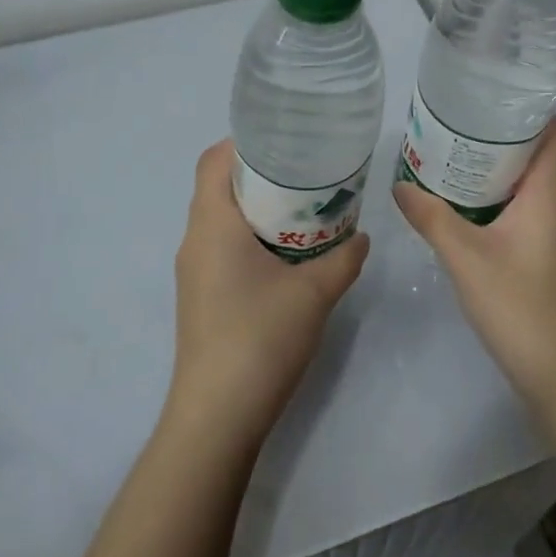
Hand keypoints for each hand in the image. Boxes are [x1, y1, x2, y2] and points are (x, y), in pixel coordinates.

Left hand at [166, 140, 368, 452]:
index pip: (213, 161)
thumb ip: (343, 259)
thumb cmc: (260, 338)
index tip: (284, 140)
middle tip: (305, 172)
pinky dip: (249, 236)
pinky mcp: (200, 296)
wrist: (217, 416)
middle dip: (258, 174)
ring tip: (301, 208)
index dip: (243, 143)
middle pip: (217, 186)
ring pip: (220, 219)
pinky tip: (285, 254)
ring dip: (255, 208)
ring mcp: (194, 271)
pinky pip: (222, 247)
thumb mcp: (314, 293)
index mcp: (212, 224)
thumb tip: (361, 237)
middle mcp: (195, 240)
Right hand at [392, 118, 555, 407]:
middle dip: (495, 135)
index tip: (484, 95)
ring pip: (524, 182)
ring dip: (492, 168)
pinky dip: (492, 197)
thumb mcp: (466, 258)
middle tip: (451, 122)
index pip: (552, 131)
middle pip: (534, 152)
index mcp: (548, 194)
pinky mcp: (541, 253)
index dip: (525, 108)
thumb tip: (401, 184)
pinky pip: (518, 208)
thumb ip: (432, 218)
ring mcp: (550, 231)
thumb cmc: (521, 306)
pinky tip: (459, 204)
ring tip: (448, 154)